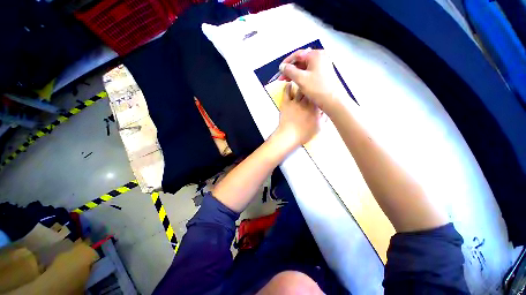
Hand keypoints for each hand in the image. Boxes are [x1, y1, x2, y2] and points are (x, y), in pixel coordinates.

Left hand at [274, 82, 320, 146]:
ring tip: (302, 80)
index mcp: (316, 108)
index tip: (321, 89)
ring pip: (300, 88)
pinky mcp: (286, 103)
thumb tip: (326, 110)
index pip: (320, 96)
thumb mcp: (319, 128)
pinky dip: (288, 86)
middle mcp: (307, 102)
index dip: (321, 91)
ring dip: (301, 84)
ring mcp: (296, 102)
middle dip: (312, 86)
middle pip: (311, 90)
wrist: (289, 136)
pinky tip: (289, 83)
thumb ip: (324, 118)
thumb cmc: (304, 134)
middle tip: (312, 83)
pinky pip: (287, 92)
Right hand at [279, 49, 346, 114]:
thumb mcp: (300, 79)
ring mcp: (323, 66)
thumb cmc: (317, 88)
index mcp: (316, 55)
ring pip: (305, 67)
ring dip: (295, 74)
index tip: (279, 70)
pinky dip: (302, 76)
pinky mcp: (324, 74)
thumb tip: (282, 66)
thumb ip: (289, 71)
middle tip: (281, 78)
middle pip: (301, 61)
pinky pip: (310, 72)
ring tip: (287, 81)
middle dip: (290, 69)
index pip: (297, 55)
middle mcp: (321, 57)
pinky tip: (297, 82)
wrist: (333, 101)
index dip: (287, 62)